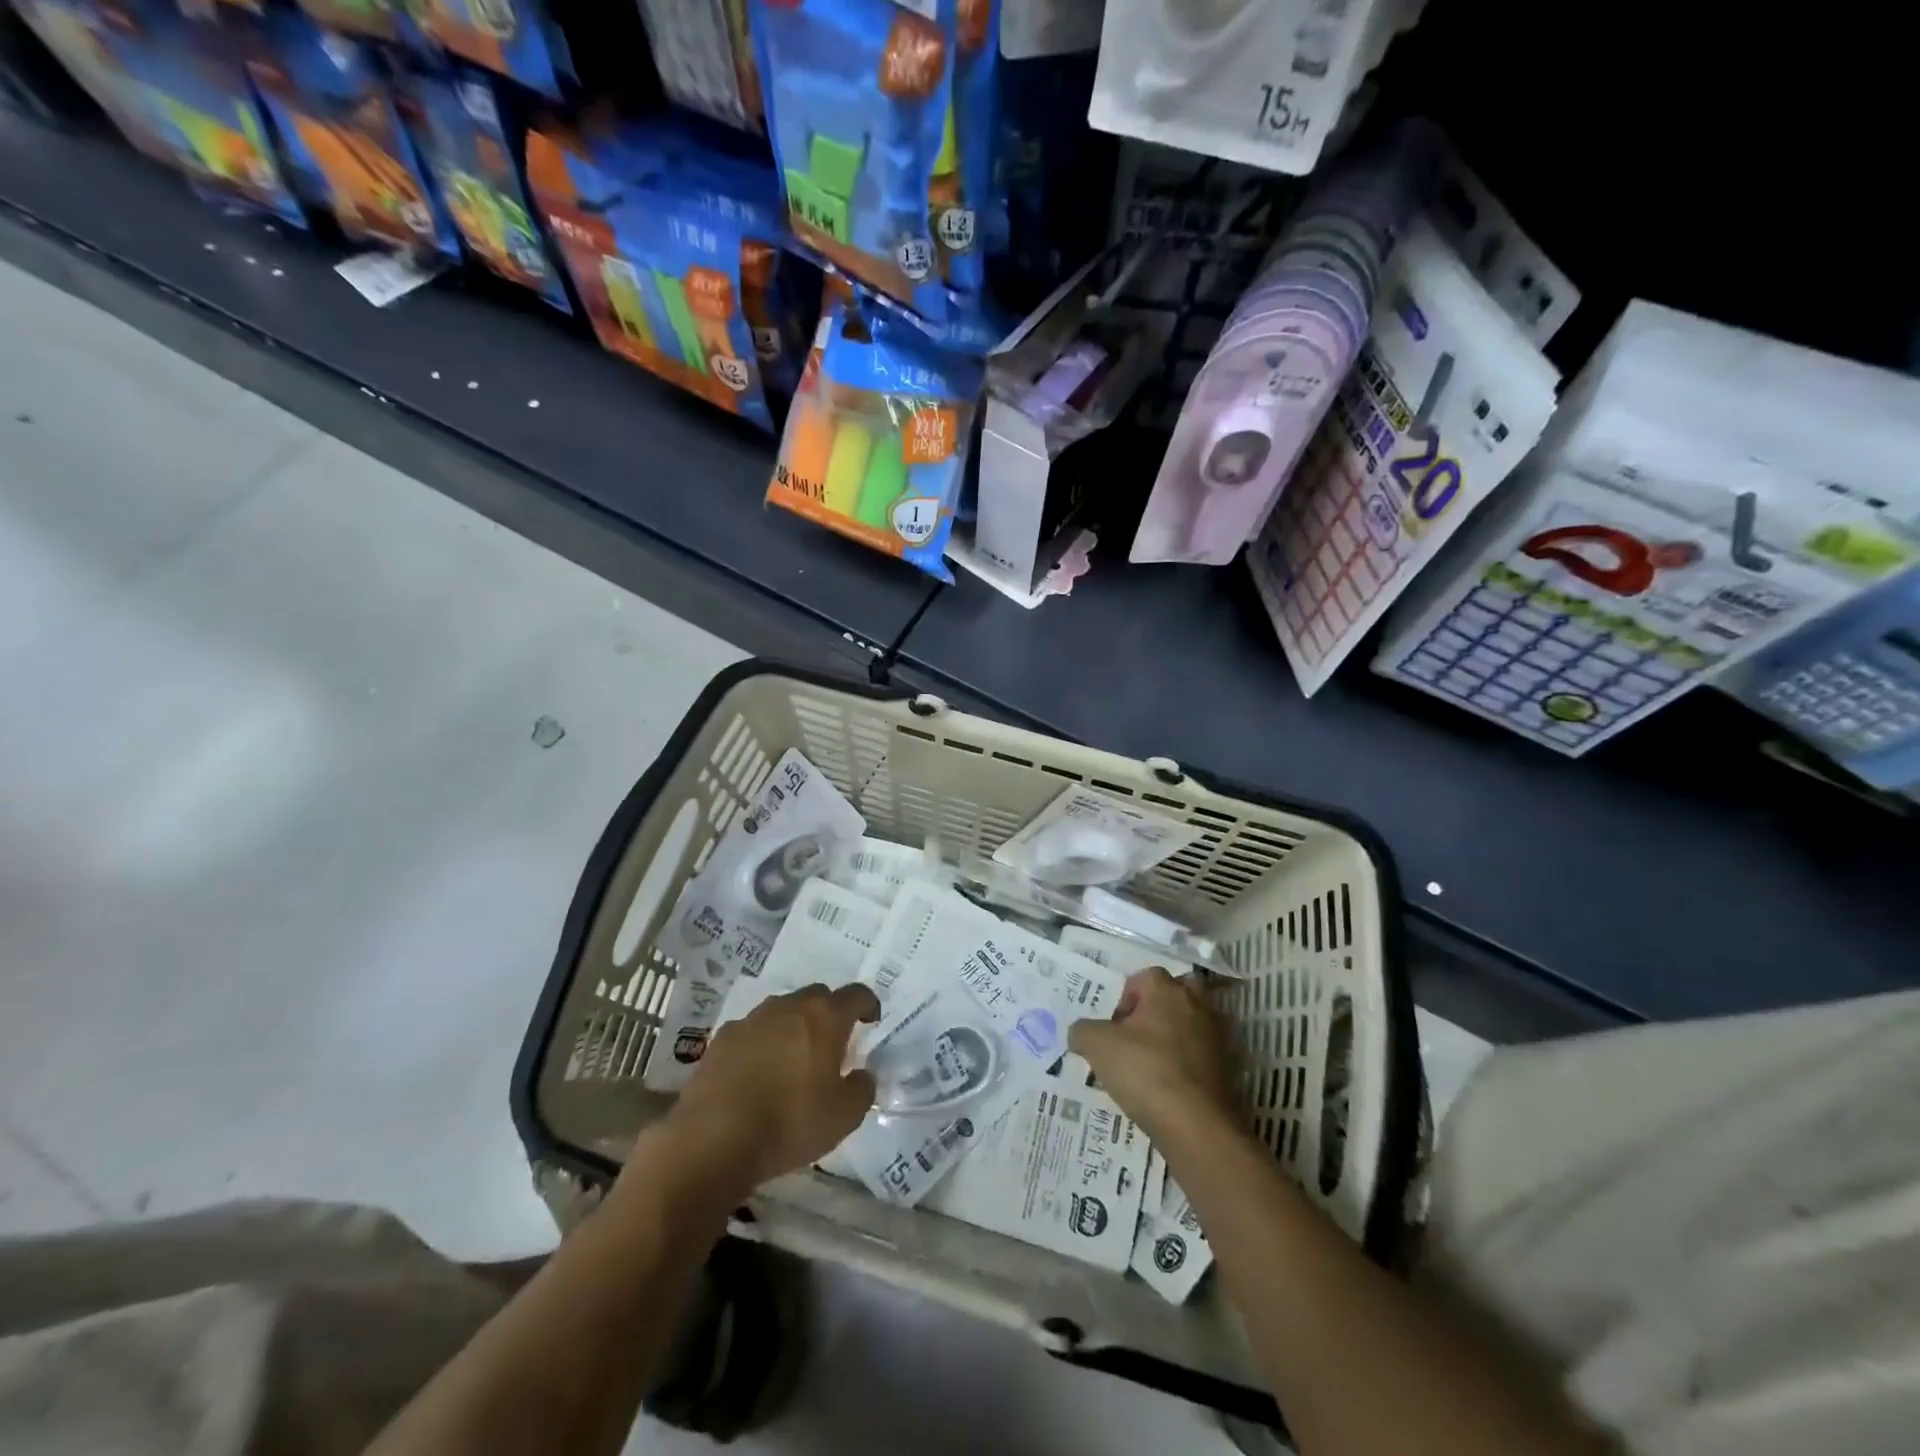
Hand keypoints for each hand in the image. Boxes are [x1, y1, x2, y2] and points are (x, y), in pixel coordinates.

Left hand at [662, 983, 879, 1196]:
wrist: (714, 1137)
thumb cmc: (790, 1122)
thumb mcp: (844, 1116)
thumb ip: (862, 1088)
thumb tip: (861, 1074)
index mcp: (825, 1017)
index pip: (856, 994)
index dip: (867, 1004)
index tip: (870, 1020)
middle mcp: (789, 1007)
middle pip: (817, 996)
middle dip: (829, 1013)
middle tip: (831, 1043)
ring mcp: (752, 1019)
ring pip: (782, 1011)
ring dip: (793, 1026)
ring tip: (792, 1058)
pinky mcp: (722, 1037)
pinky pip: (752, 1031)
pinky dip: (761, 1043)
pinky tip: (757, 1072)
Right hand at [1068, 967, 1239, 1146]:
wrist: (1197, 1126)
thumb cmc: (1144, 1071)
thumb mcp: (1097, 1046)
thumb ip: (1083, 1030)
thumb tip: (1081, 1032)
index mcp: (1167, 990)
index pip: (1144, 976)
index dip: (1125, 998)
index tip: (1114, 1026)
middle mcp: (1196, 1004)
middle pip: (1175, 993)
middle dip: (1156, 1009)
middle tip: (1137, 1036)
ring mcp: (1217, 1036)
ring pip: (1191, 1024)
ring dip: (1174, 1036)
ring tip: (1152, 1065)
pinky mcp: (1229, 1068)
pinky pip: (1203, 1054)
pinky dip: (1188, 1063)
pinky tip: (1171, 1086)